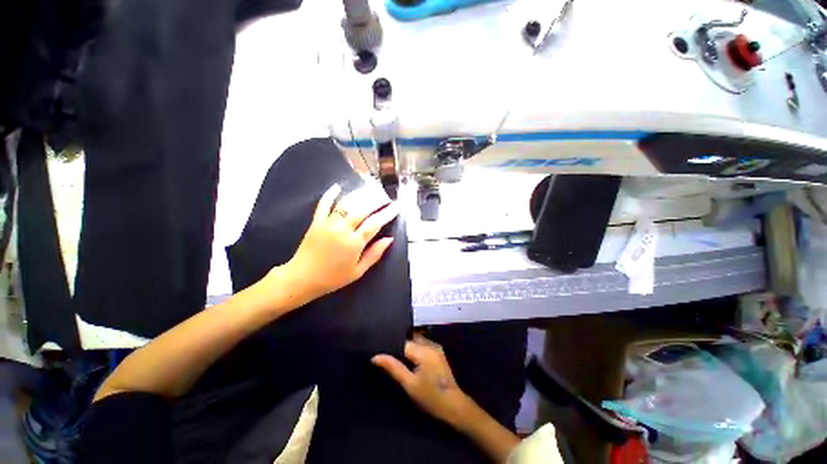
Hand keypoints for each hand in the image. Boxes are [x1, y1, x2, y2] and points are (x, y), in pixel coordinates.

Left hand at [278, 182, 398, 304]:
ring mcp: (328, 224)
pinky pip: (324, 204)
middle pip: (362, 210)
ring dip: (359, 195)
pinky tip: (338, 186)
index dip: (387, 214)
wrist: (302, 278)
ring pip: (346, 204)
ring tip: (370, 189)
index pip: (375, 224)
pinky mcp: (316, 222)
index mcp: (354, 243)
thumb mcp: (358, 271)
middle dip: (376, 201)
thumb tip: (389, 239)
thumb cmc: (333, 277)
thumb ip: (375, 254)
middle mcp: (343, 229)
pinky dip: (330, 194)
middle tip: (385, 196)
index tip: (396, 207)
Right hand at [372, 335, 472, 428]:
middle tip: (387, 351)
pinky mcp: (438, 352)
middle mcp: (431, 344)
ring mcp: (436, 347)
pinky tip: (409, 358)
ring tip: (396, 354)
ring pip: (417, 340)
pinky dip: (415, 348)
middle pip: (411, 338)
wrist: (453, 405)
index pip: (403, 341)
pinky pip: (423, 344)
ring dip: (408, 345)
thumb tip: (375, 357)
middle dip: (400, 343)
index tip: (380, 349)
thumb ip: (393, 367)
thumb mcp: (409, 384)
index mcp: (424, 350)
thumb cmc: (430, 397)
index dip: (392, 345)